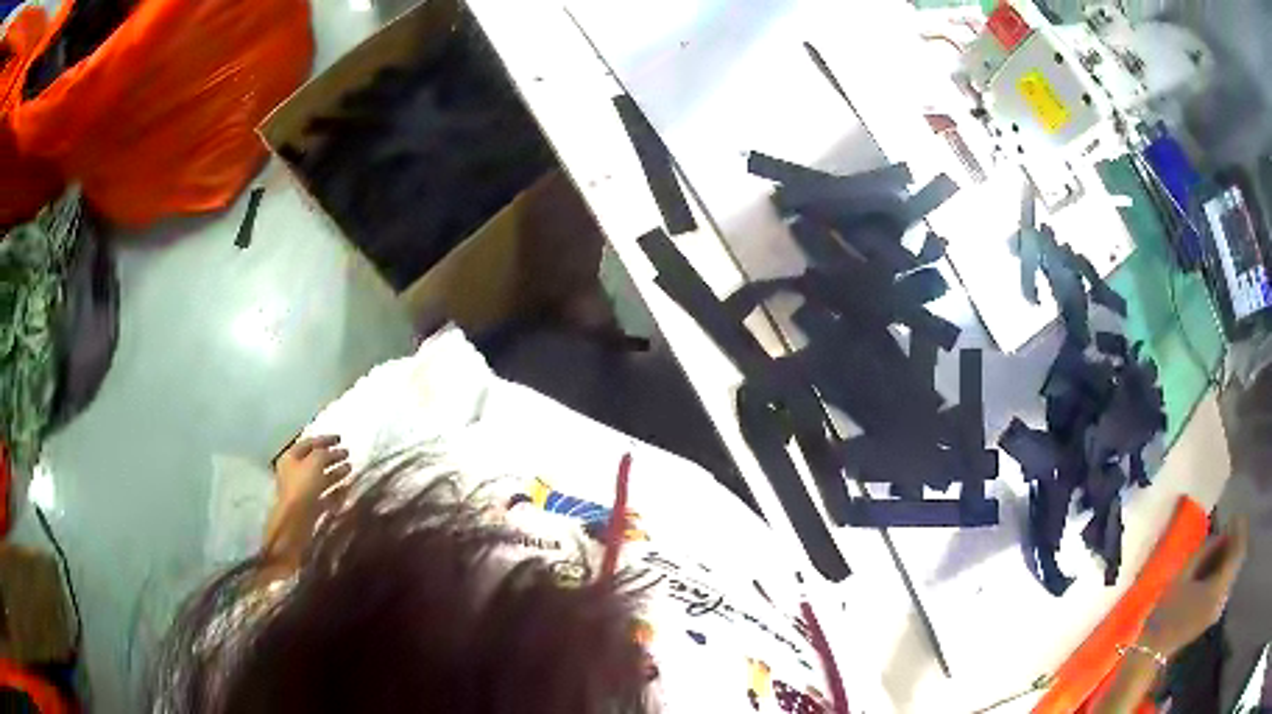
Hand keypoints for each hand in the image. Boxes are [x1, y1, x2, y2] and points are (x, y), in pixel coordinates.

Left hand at [273, 435, 351, 512]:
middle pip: (315, 460)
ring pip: (320, 477)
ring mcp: (302, 490)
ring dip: (335, 472)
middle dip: (331, 456)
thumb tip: (334, 451)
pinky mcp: (310, 505)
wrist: (296, 521)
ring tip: (350, 468)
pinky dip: (335, 490)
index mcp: (291, 457)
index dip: (325, 439)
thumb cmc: (303, 486)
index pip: (309, 443)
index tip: (340, 438)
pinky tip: (346, 487)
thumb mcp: (315, 462)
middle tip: (347, 453)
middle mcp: (294, 472)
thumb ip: (325, 453)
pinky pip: (324, 494)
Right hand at [1141, 517, 1248, 656]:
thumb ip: (1206, 551)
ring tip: (1223, 544)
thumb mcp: (1184, 575)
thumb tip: (1222, 534)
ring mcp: (1218, 608)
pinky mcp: (1214, 614)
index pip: (1238, 549)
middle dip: (1235, 541)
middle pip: (1237, 560)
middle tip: (1229, 526)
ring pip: (1232, 572)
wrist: (1153, 651)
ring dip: (1231, 556)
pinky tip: (1218, 566)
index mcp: (1218, 587)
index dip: (1239, 529)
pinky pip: (1226, 584)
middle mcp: (1223, 597)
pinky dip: (1225, 570)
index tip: (1233, 514)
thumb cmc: (1167, 611)